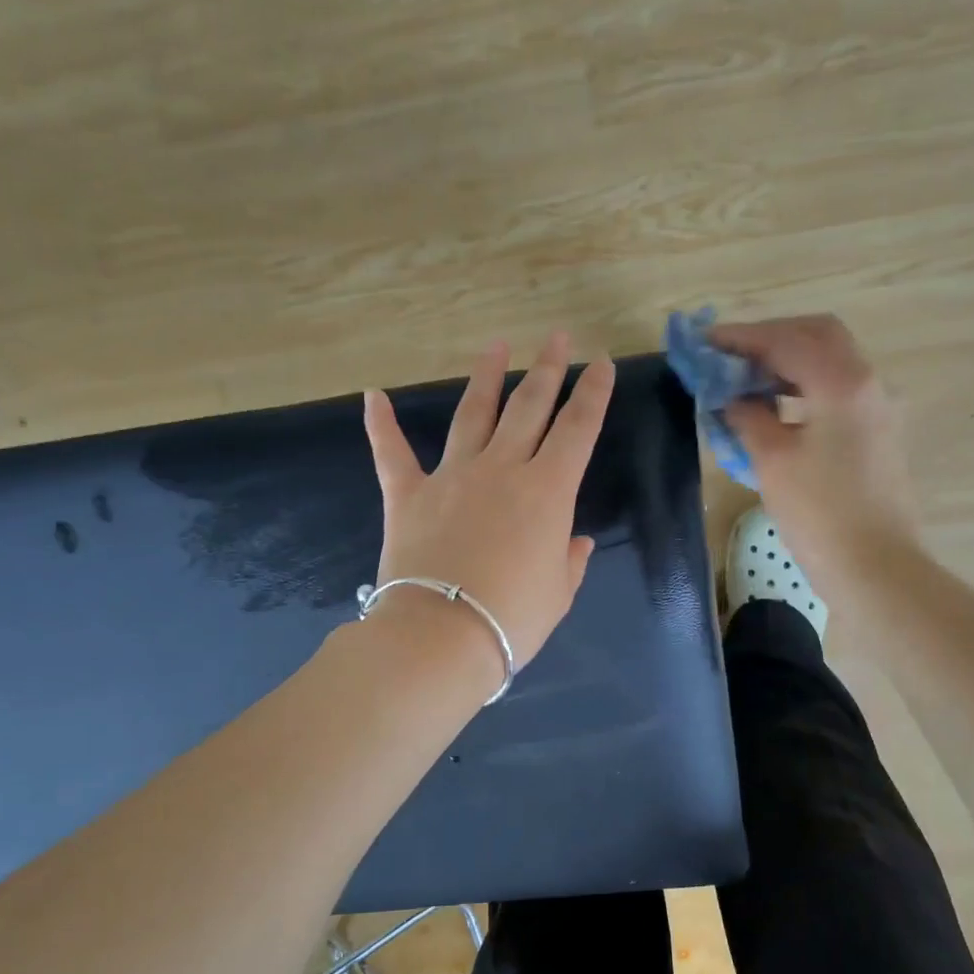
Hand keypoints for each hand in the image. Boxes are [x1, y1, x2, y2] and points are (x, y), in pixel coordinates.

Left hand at [363, 333, 614, 677]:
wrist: (441, 636)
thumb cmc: (513, 618)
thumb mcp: (558, 593)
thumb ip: (569, 560)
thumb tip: (574, 540)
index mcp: (548, 491)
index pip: (579, 429)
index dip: (593, 394)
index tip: (601, 364)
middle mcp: (502, 469)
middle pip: (529, 408)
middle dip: (548, 370)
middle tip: (557, 337)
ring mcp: (452, 476)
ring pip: (472, 414)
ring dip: (486, 378)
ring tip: (496, 346)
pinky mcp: (408, 494)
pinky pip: (392, 452)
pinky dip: (380, 424)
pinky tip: (371, 395)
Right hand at [713, 314, 922, 594]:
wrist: (876, 568)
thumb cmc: (820, 515)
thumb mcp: (773, 461)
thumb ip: (748, 417)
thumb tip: (734, 399)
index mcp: (842, 382)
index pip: (786, 339)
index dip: (742, 338)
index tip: (705, 343)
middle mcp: (866, 382)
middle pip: (817, 336)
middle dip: (770, 339)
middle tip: (730, 357)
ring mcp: (877, 407)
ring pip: (829, 362)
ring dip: (787, 362)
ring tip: (746, 381)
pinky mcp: (877, 432)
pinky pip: (836, 390)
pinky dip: (803, 386)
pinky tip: (775, 408)